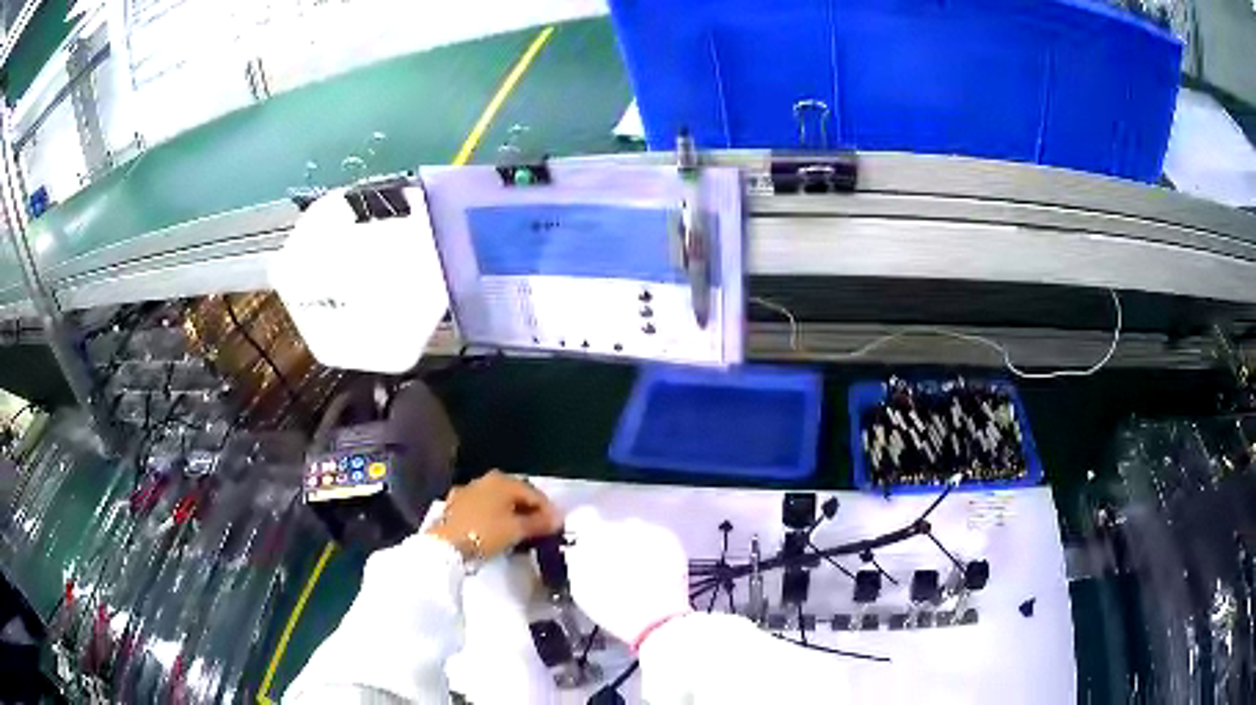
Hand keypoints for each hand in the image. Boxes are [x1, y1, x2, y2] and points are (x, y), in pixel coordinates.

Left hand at [427, 471, 560, 559]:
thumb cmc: (485, 533)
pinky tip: (496, 529)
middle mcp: (485, 479)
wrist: (445, 544)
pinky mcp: (456, 505)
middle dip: (529, 510)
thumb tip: (557, 520)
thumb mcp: (516, 530)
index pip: (534, 493)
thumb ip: (539, 523)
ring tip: (520, 531)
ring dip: (511, 513)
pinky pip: (483, 508)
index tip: (557, 527)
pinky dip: (494, 516)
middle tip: (541, 529)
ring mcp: (468, 490)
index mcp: (503, 480)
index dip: (549, 510)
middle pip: (515, 494)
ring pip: (497, 501)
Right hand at [563, 507, 691, 647]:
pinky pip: (655, 538)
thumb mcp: (581, 587)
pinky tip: (653, 570)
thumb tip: (578, 548)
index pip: (582, 516)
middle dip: (610, 543)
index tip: (585, 546)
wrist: (657, 621)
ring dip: (633, 545)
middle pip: (611, 527)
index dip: (583, 532)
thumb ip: (576, 560)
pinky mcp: (670, 540)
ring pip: (634, 532)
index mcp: (595, 535)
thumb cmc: (612, 608)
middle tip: (614, 568)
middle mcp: (623, 525)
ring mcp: (649, 531)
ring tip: (637, 572)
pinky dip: (653, 549)